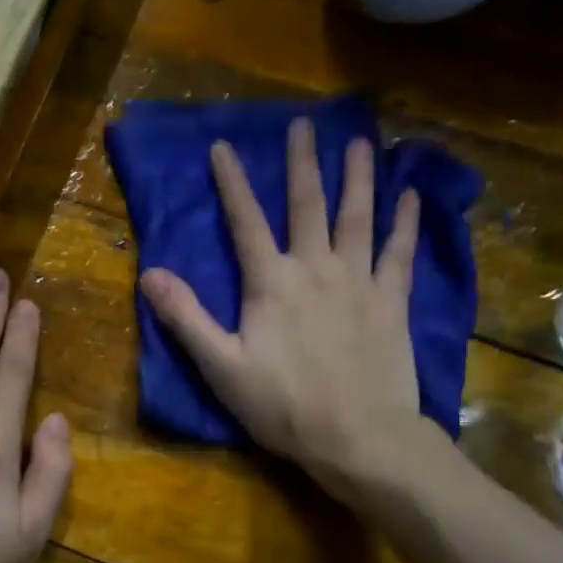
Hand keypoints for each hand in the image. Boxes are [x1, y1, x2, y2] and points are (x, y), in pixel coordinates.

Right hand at [139, 118, 436, 499]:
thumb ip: (187, 318)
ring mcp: (359, 282)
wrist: (359, 437)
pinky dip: (406, 222)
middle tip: (304, 125)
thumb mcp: (221, 367)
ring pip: (359, 218)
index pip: (246, 222)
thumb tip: (150, 274)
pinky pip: (400, 253)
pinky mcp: (392, 302)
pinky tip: (411, 196)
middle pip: (308, 205)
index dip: (232, 183)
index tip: (222, 146)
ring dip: (357, 178)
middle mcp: (316, 269)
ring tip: (359, 143)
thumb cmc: (283, 406)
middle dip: (302, 163)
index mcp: (271, 283)